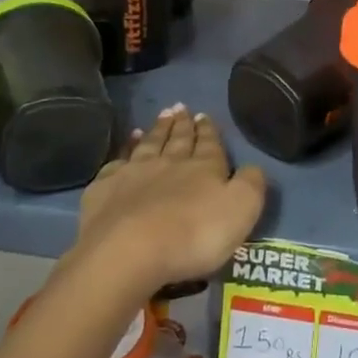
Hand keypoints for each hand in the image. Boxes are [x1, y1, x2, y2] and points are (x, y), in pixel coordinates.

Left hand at [74, 106, 266, 294]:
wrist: (129, 250)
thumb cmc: (193, 234)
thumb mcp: (240, 210)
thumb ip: (251, 185)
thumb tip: (253, 167)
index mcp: (203, 167)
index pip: (209, 144)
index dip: (208, 130)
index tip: (204, 115)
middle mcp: (168, 163)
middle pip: (177, 139)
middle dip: (182, 124)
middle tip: (181, 107)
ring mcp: (133, 174)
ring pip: (148, 145)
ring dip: (156, 130)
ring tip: (161, 116)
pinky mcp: (105, 189)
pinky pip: (117, 164)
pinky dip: (124, 152)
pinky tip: (125, 149)